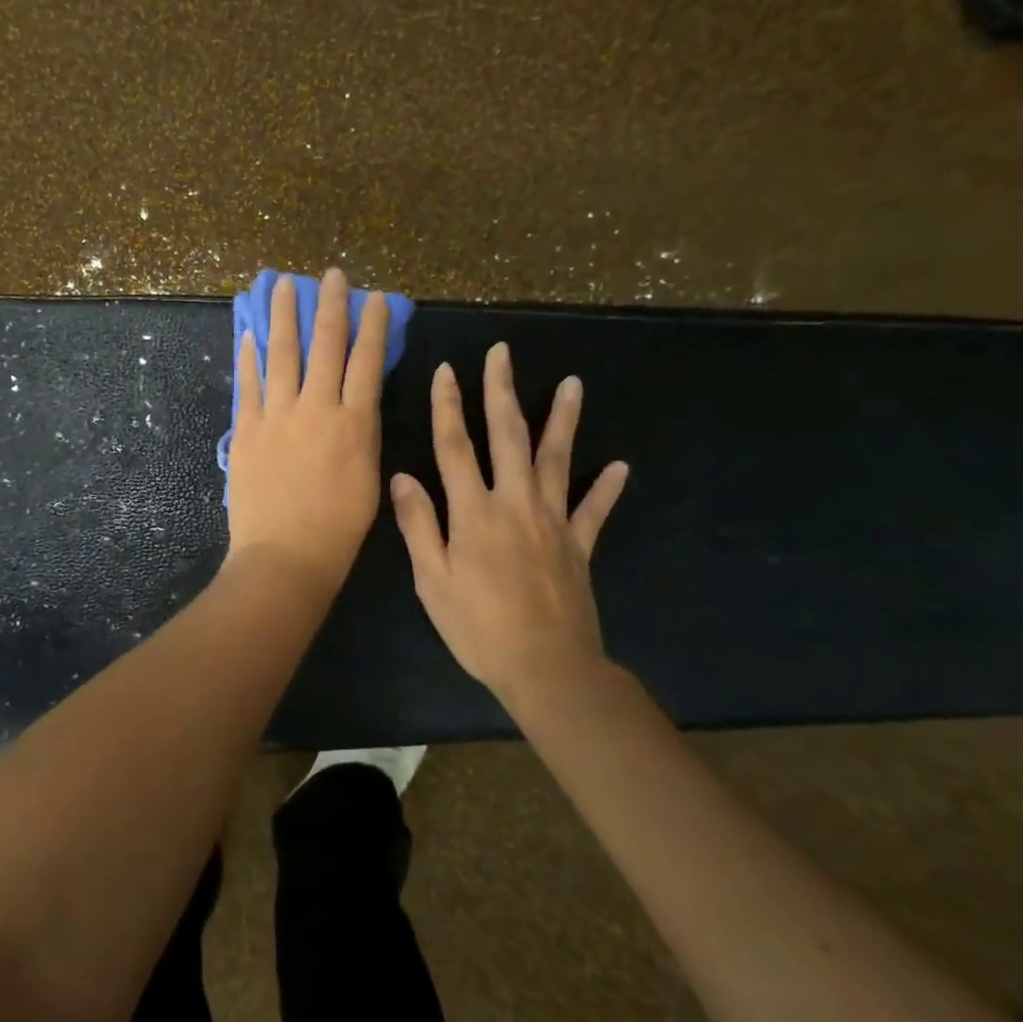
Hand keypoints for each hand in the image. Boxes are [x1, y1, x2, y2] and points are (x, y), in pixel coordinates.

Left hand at [226, 268, 389, 592]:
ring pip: (281, 354)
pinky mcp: (246, 430)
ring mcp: (276, 416)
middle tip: (330, 274)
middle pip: (325, 345)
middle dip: (329, 305)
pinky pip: (247, 385)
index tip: (374, 297)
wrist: (286, 555)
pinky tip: (247, 333)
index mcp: (354, 422)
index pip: (366, 360)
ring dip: (282, 316)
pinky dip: (247, 357)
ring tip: (281, 284)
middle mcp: (316, 408)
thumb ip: (361, 433)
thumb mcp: (368, 477)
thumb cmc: (338, 528)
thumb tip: (356, 400)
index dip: (372, 325)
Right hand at [389, 343, 629, 699]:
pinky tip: (620, 466)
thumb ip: (418, 524)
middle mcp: (515, 504)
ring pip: (558, 459)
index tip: (446, 370)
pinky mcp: (580, 545)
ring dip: (563, 419)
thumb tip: (402, 476)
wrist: (546, 668)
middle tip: (503, 354)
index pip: (455, 446)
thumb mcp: (432, 580)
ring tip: (573, 384)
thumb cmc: (478, 626)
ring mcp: (553, 522)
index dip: (447, 406)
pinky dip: (607, 487)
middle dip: (501, 391)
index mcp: (474, 512)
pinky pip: (595, 509)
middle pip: (507, 437)